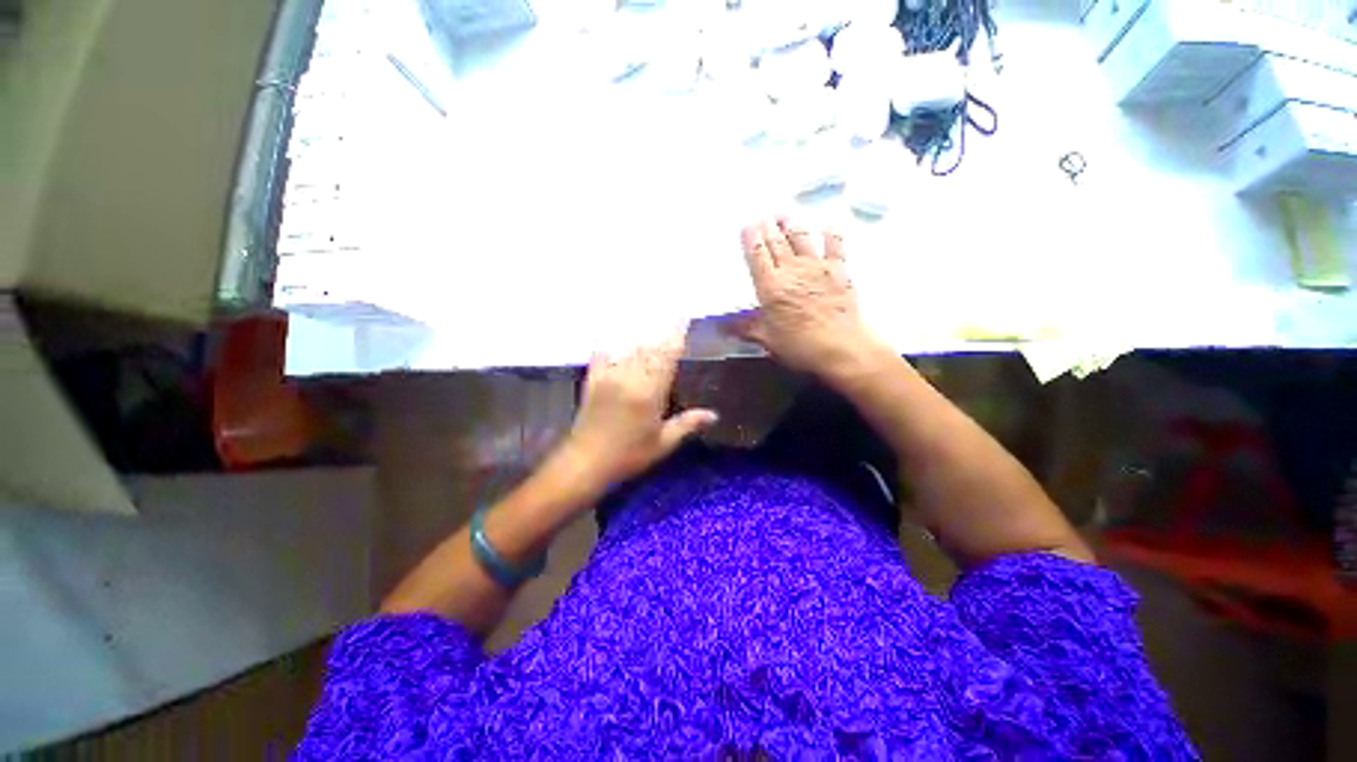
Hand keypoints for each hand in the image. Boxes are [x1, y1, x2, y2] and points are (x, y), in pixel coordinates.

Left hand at [562, 329, 717, 487]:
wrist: (586, 462)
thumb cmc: (628, 455)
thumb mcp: (662, 443)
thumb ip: (688, 424)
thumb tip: (714, 415)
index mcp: (650, 392)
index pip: (667, 356)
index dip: (677, 335)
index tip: (685, 317)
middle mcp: (630, 377)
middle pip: (650, 347)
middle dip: (663, 330)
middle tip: (673, 315)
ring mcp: (609, 375)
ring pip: (630, 346)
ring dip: (642, 332)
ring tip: (651, 318)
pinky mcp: (593, 378)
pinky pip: (603, 352)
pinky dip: (611, 339)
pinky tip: (614, 328)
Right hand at [734, 218, 882, 380]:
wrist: (841, 347)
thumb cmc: (800, 346)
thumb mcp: (768, 339)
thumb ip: (746, 329)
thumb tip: (723, 327)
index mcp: (770, 287)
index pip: (756, 255)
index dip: (750, 237)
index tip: (747, 224)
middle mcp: (791, 270)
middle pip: (776, 242)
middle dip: (767, 226)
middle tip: (762, 215)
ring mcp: (816, 267)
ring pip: (801, 236)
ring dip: (791, 224)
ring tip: (785, 215)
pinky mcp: (839, 269)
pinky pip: (834, 243)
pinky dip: (830, 232)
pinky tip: (827, 225)